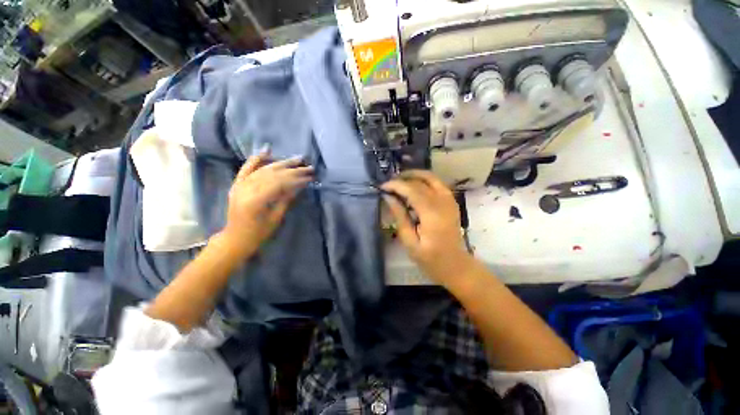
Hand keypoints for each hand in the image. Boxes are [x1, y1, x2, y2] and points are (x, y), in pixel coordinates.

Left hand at [220, 150, 312, 256]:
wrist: (235, 238)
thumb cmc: (258, 233)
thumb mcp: (275, 218)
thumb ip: (286, 199)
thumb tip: (299, 185)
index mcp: (256, 200)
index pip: (280, 183)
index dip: (297, 179)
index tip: (310, 177)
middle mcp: (246, 188)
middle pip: (273, 173)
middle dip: (293, 170)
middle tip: (308, 167)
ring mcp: (240, 184)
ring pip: (264, 169)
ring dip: (282, 163)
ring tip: (298, 159)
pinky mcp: (237, 183)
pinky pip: (247, 168)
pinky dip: (256, 158)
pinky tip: (267, 150)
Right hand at [381, 170, 473, 285]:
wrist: (455, 264)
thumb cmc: (430, 258)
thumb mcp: (409, 241)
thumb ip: (400, 216)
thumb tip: (388, 197)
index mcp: (432, 214)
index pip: (412, 190)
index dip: (396, 185)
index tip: (382, 187)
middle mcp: (443, 202)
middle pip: (420, 181)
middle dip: (402, 179)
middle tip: (388, 185)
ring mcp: (450, 200)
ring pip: (431, 177)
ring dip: (414, 175)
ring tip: (399, 181)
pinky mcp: (451, 201)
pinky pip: (437, 183)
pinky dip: (424, 180)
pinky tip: (414, 186)